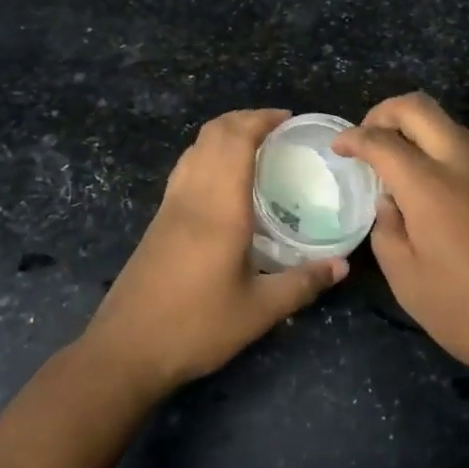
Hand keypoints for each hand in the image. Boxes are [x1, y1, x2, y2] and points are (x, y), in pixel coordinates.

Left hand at [82, 109, 348, 399]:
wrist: (126, 349)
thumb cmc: (195, 326)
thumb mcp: (258, 311)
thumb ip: (302, 284)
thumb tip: (342, 266)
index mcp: (220, 207)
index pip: (236, 140)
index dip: (261, 119)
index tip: (288, 119)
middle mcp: (193, 195)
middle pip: (213, 134)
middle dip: (244, 118)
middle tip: (277, 128)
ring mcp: (171, 205)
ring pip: (195, 147)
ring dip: (223, 133)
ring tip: (254, 144)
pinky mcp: (159, 220)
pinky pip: (185, 167)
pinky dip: (208, 153)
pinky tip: (223, 180)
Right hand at [334, 93, 468, 398]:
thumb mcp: (409, 283)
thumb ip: (388, 232)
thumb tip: (391, 203)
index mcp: (430, 186)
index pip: (381, 140)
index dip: (353, 137)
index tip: (339, 146)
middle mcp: (465, 164)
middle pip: (419, 108)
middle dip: (385, 112)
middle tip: (369, 137)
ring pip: (450, 125)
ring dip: (419, 130)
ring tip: (401, 163)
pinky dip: (445, 152)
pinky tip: (439, 188)